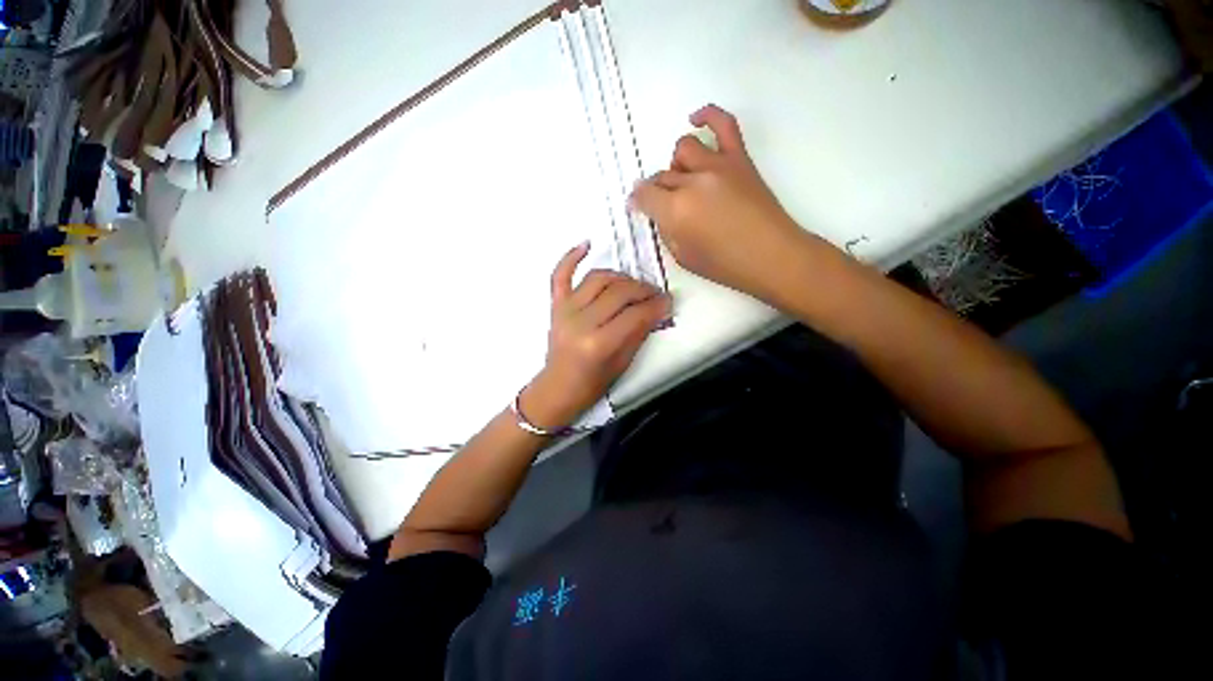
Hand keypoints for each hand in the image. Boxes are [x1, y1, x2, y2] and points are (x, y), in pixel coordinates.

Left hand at [520, 242, 669, 430]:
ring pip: (598, 278)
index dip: (656, 306)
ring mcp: (565, 310)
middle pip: (619, 293)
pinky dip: (571, 257)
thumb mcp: (622, 363)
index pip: (634, 315)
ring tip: (634, 285)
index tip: (669, 302)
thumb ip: (639, 333)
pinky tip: (587, 244)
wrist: (557, 388)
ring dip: (621, 277)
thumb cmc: (591, 383)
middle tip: (656, 294)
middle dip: (643, 290)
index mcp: (598, 343)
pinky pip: (560, 275)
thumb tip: (657, 310)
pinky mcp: (555, 305)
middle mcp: (581, 321)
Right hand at [630, 104, 804, 297]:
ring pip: (683, 149)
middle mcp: (692, 182)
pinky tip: (696, 120)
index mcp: (676, 211)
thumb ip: (666, 232)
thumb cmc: (726, 266)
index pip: (644, 195)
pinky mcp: (739, 158)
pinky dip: (707, 116)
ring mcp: (717, 165)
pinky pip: (723, 124)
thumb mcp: (683, 258)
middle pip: (662, 176)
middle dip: (657, 192)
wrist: (772, 256)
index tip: (637, 207)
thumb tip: (661, 214)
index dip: (637, 201)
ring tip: (684, 182)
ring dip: (676, 166)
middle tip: (664, 207)